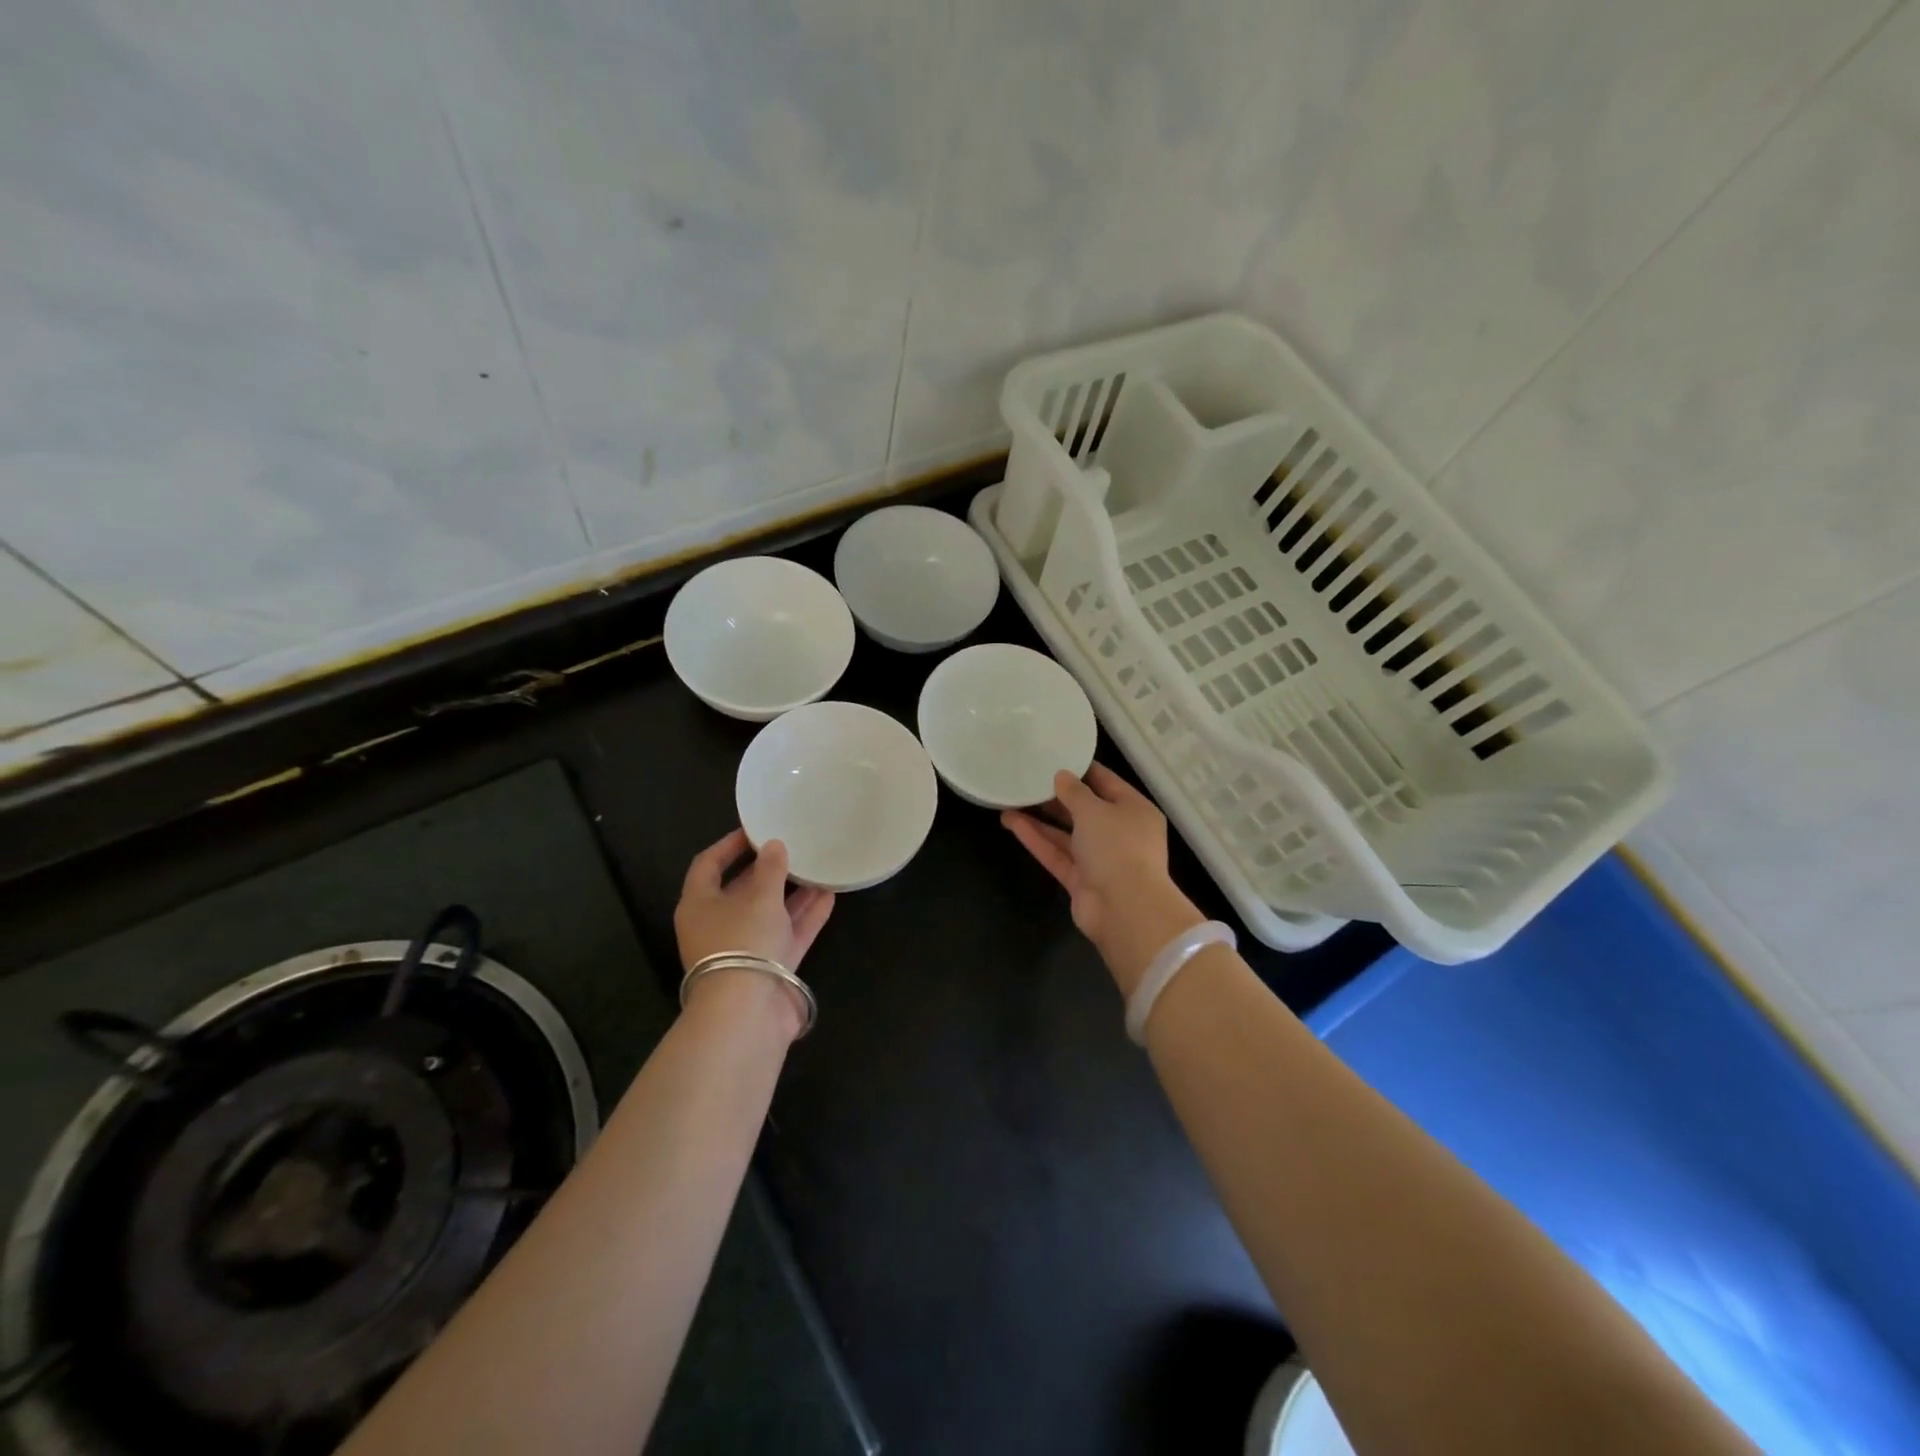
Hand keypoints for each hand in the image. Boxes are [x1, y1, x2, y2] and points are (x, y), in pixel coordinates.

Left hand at [674, 830, 834, 1027]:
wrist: (747, 1012)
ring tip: (818, 868)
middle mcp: (718, 925)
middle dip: (769, 870)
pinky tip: (829, 895)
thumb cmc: (742, 941)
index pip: (709, 865)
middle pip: (742, 890)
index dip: (730, 845)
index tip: (756, 830)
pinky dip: (806, 916)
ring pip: (770, 913)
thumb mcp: (759, 897)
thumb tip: (774, 846)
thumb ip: (770, 869)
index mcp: (699, 904)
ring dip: (793, 893)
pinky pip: (788, 934)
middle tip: (794, 848)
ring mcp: (745, 949)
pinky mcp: (769, 968)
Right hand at [1002, 763, 1205, 996]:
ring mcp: (1100, 859)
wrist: (1125, 910)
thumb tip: (1061, 776)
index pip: (1107, 783)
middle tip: (1027, 779)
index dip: (1081, 770)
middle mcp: (1120, 833)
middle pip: (1084, 810)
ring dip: (1040, 819)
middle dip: (1056, 797)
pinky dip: (1037, 839)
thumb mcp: (1095, 810)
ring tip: (1010, 800)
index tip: (1055, 757)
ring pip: (1066, 834)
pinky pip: (1057, 854)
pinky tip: (1011, 822)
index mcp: (1135, 810)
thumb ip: (1075, 792)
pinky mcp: (1081, 880)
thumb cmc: (1118, 847)